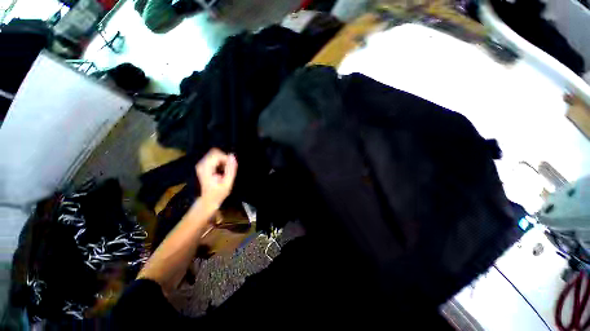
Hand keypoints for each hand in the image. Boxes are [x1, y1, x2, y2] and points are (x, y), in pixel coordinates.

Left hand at [196, 148, 237, 208]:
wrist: (208, 200)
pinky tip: (221, 170)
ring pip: (215, 154)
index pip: (216, 154)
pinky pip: (214, 157)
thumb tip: (232, 156)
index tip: (230, 168)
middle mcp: (201, 164)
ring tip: (224, 171)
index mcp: (205, 168)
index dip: (226, 158)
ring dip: (223, 160)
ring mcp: (201, 164)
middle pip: (215, 152)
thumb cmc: (219, 193)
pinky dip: (220, 162)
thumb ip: (230, 169)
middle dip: (224, 158)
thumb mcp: (227, 182)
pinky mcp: (203, 164)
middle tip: (227, 169)